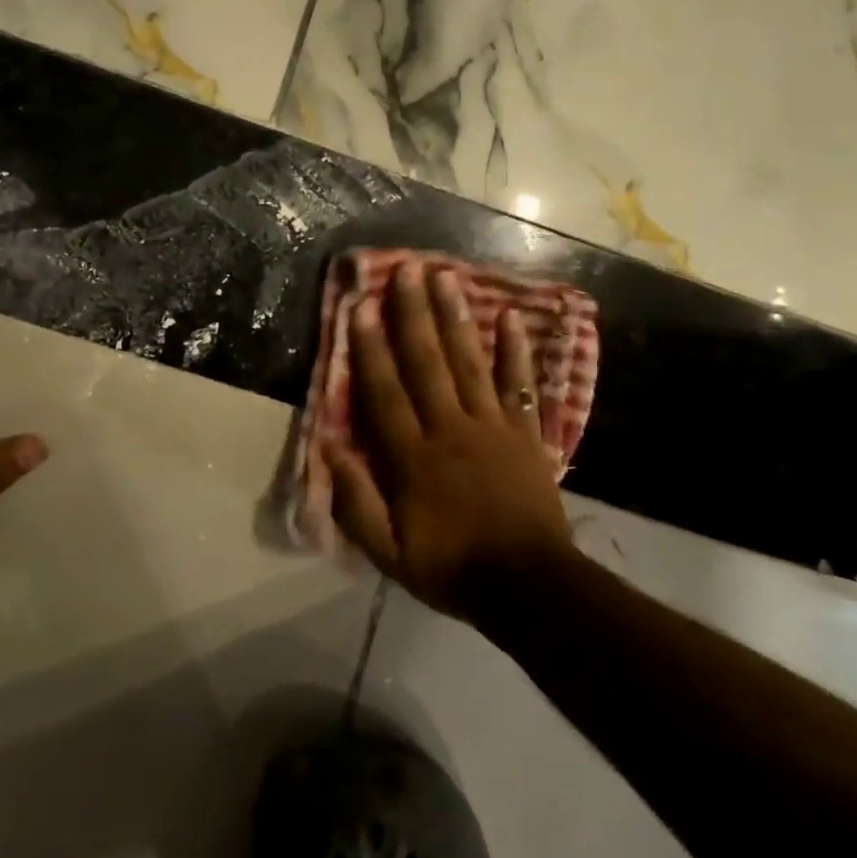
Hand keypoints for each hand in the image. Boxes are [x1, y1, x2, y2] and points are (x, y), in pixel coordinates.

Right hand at [320, 260, 575, 618]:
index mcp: (413, 457)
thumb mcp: (389, 553)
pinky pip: (520, 384)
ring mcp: (492, 426)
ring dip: (455, 317)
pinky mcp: (525, 432)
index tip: (361, 306)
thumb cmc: (452, 568)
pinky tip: (511, 317)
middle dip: (413, 313)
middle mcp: (450, 429)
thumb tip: (326, 448)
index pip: (386, 391)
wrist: (530, 587)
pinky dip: (516, 350)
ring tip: (445, 277)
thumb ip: (356, 502)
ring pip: (469, 362)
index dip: (370, 347)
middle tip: (406, 270)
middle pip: (427, 363)